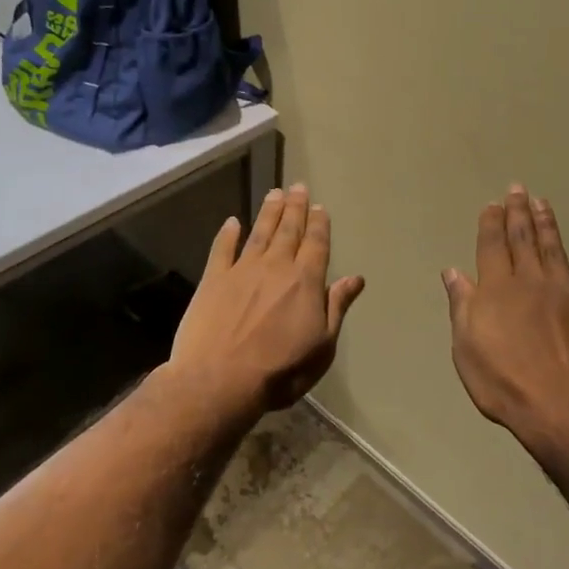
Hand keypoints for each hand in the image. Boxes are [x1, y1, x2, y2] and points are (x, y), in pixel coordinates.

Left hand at [171, 183, 365, 413]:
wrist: (219, 381)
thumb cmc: (280, 370)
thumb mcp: (322, 346)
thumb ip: (336, 307)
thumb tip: (355, 279)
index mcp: (305, 282)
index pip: (316, 244)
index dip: (319, 224)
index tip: (320, 207)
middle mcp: (275, 267)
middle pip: (288, 231)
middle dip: (295, 208)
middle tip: (298, 187)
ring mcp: (242, 271)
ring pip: (259, 233)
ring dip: (269, 212)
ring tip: (275, 193)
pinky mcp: (213, 280)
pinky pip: (222, 249)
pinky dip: (227, 234)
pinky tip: (232, 222)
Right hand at [443, 186, 568, 461]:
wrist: (565, 412)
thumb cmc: (505, 384)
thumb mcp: (467, 349)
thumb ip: (462, 306)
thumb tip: (453, 271)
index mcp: (498, 289)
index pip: (492, 245)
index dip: (491, 222)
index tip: (493, 203)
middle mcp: (532, 282)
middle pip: (523, 239)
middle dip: (519, 212)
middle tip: (519, 188)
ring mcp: (567, 294)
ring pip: (555, 250)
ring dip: (548, 225)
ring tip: (543, 203)